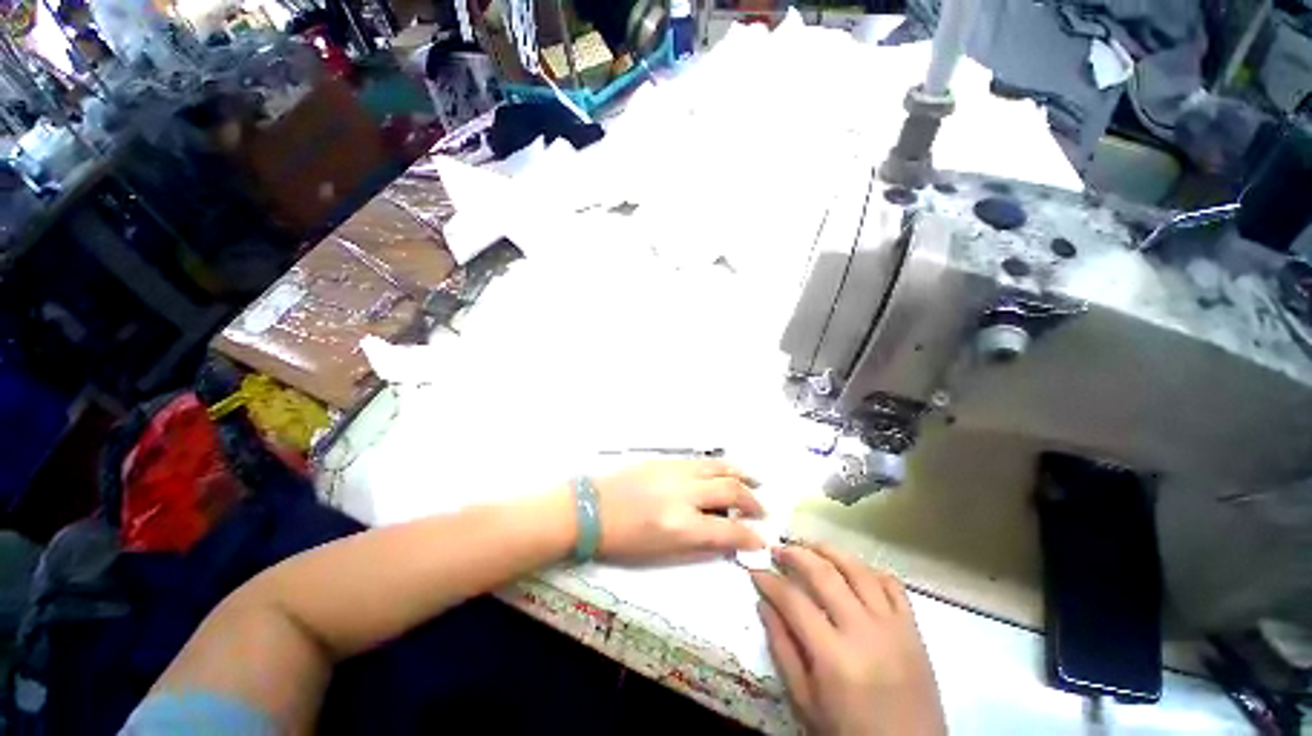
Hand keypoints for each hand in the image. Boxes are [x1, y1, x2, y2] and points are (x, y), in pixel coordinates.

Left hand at [592, 459, 764, 563]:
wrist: (592, 508)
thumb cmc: (624, 540)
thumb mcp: (662, 553)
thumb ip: (699, 545)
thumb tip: (726, 538)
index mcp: (681, 525)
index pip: (728, 530)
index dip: (750, 536)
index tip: (761, 540)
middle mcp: (684, 494)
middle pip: (730, 491)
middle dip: (752, 502)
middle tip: (761, 511)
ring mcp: (676, 471)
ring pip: (719, 468)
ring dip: (742, 476)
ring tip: (755, 482)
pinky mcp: (667, 460)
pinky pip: (702, 461)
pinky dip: (721, 466)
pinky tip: (726, 471)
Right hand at [751, 543, 945, 735]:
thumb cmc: (849, 732)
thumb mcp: (806, 701)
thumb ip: (782, 650)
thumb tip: (763, 604)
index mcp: (834, 657)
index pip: (793, 601)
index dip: (770, 580)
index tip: (755, 570)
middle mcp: (864, 632)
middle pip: (824, 574)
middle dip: (795, 554)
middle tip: (778, 549)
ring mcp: (893, 627)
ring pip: (858, 570)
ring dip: (829, 550)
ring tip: (809, 546)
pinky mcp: (913, 629)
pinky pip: (893, 585)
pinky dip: (870, 570)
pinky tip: (853, 569)